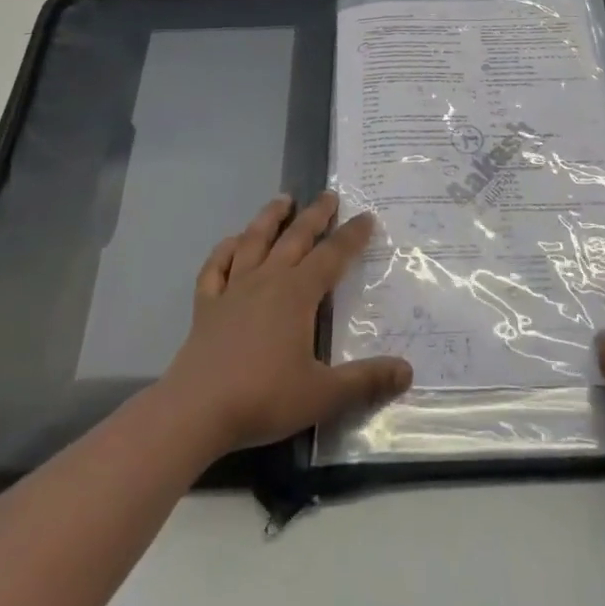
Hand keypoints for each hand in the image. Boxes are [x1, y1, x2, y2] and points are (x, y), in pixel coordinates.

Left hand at [160, 191, 413, 456]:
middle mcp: (268, 279)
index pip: (332, 256)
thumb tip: (408, 370)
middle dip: (315, 215)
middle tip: (329, 195)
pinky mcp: (206, 305)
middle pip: (295, 237)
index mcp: (298, 293)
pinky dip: (224, 250)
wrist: (196, 411)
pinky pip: (216, 268)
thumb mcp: (323, 395)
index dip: (351, 236)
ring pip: (254, 241)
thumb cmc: (263, 398)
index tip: (367, 217)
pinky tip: (231, 243)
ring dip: (270, 217)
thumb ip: (365, 381)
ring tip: (283, 199)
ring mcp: (233, 289)